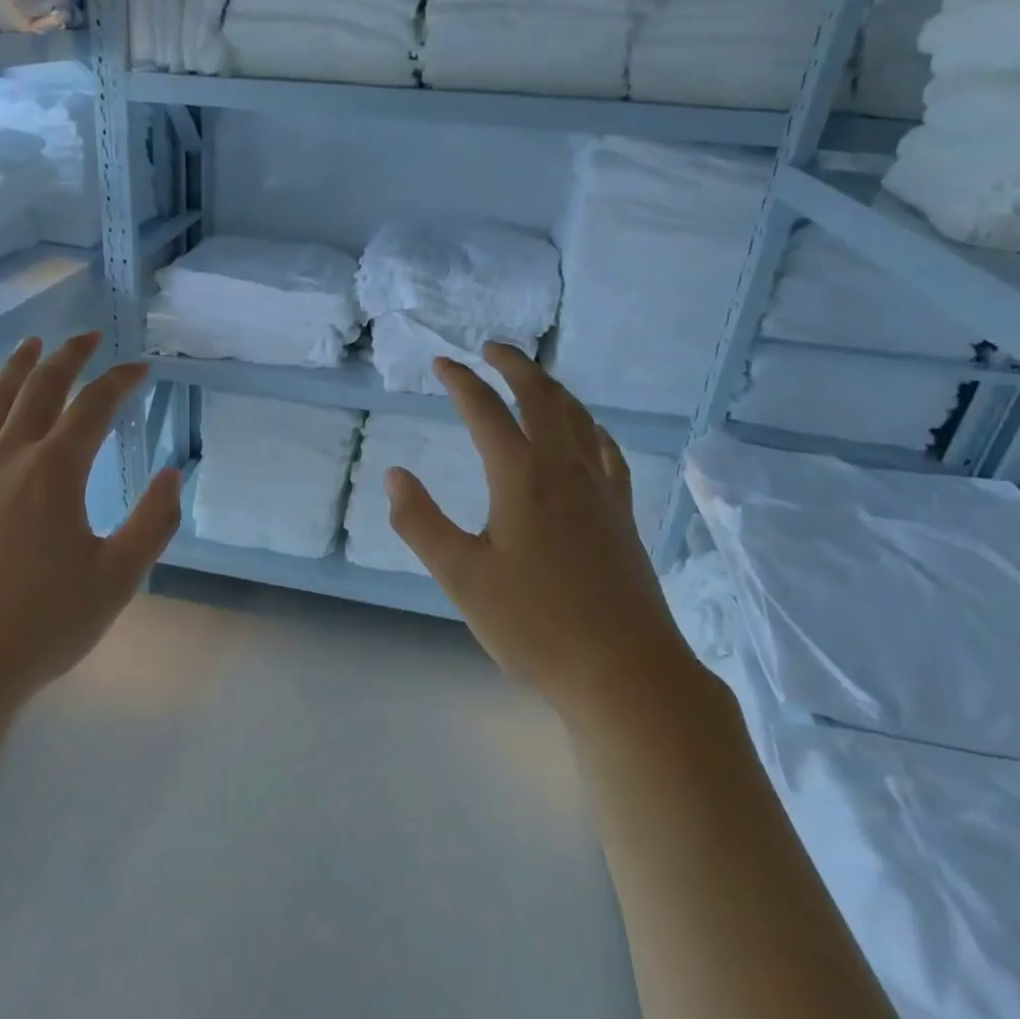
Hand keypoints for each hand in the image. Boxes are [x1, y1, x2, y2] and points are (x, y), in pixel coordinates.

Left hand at [0, 333, 181, 723]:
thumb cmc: (41, 625)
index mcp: (54, 473)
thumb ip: (152, 523)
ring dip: (15, 371)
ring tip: (30, 345)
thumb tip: (173, 474)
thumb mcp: (116, 579)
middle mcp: (7, 461)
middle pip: (39, 391)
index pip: (93, 407)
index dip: (120, 381)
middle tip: (89, 336)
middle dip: (67, 357)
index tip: (142, 367)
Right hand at [384, 344, 692, 719]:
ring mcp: (601, 489)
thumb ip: (420, 522)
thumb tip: (394, 474)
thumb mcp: (460, 576)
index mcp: (522, 477)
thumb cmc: (534, 624)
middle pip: (542, 398)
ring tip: (532, 379)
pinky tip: (586, 432)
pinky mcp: (622, 513)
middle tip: (491, 349)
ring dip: (552, 388)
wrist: (625, 669)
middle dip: (514, 365)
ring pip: (579, 417)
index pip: (486, 411)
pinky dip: (588, 425)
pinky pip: (606, 449)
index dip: (461, 382)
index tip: (442, 362)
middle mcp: (565, 469)